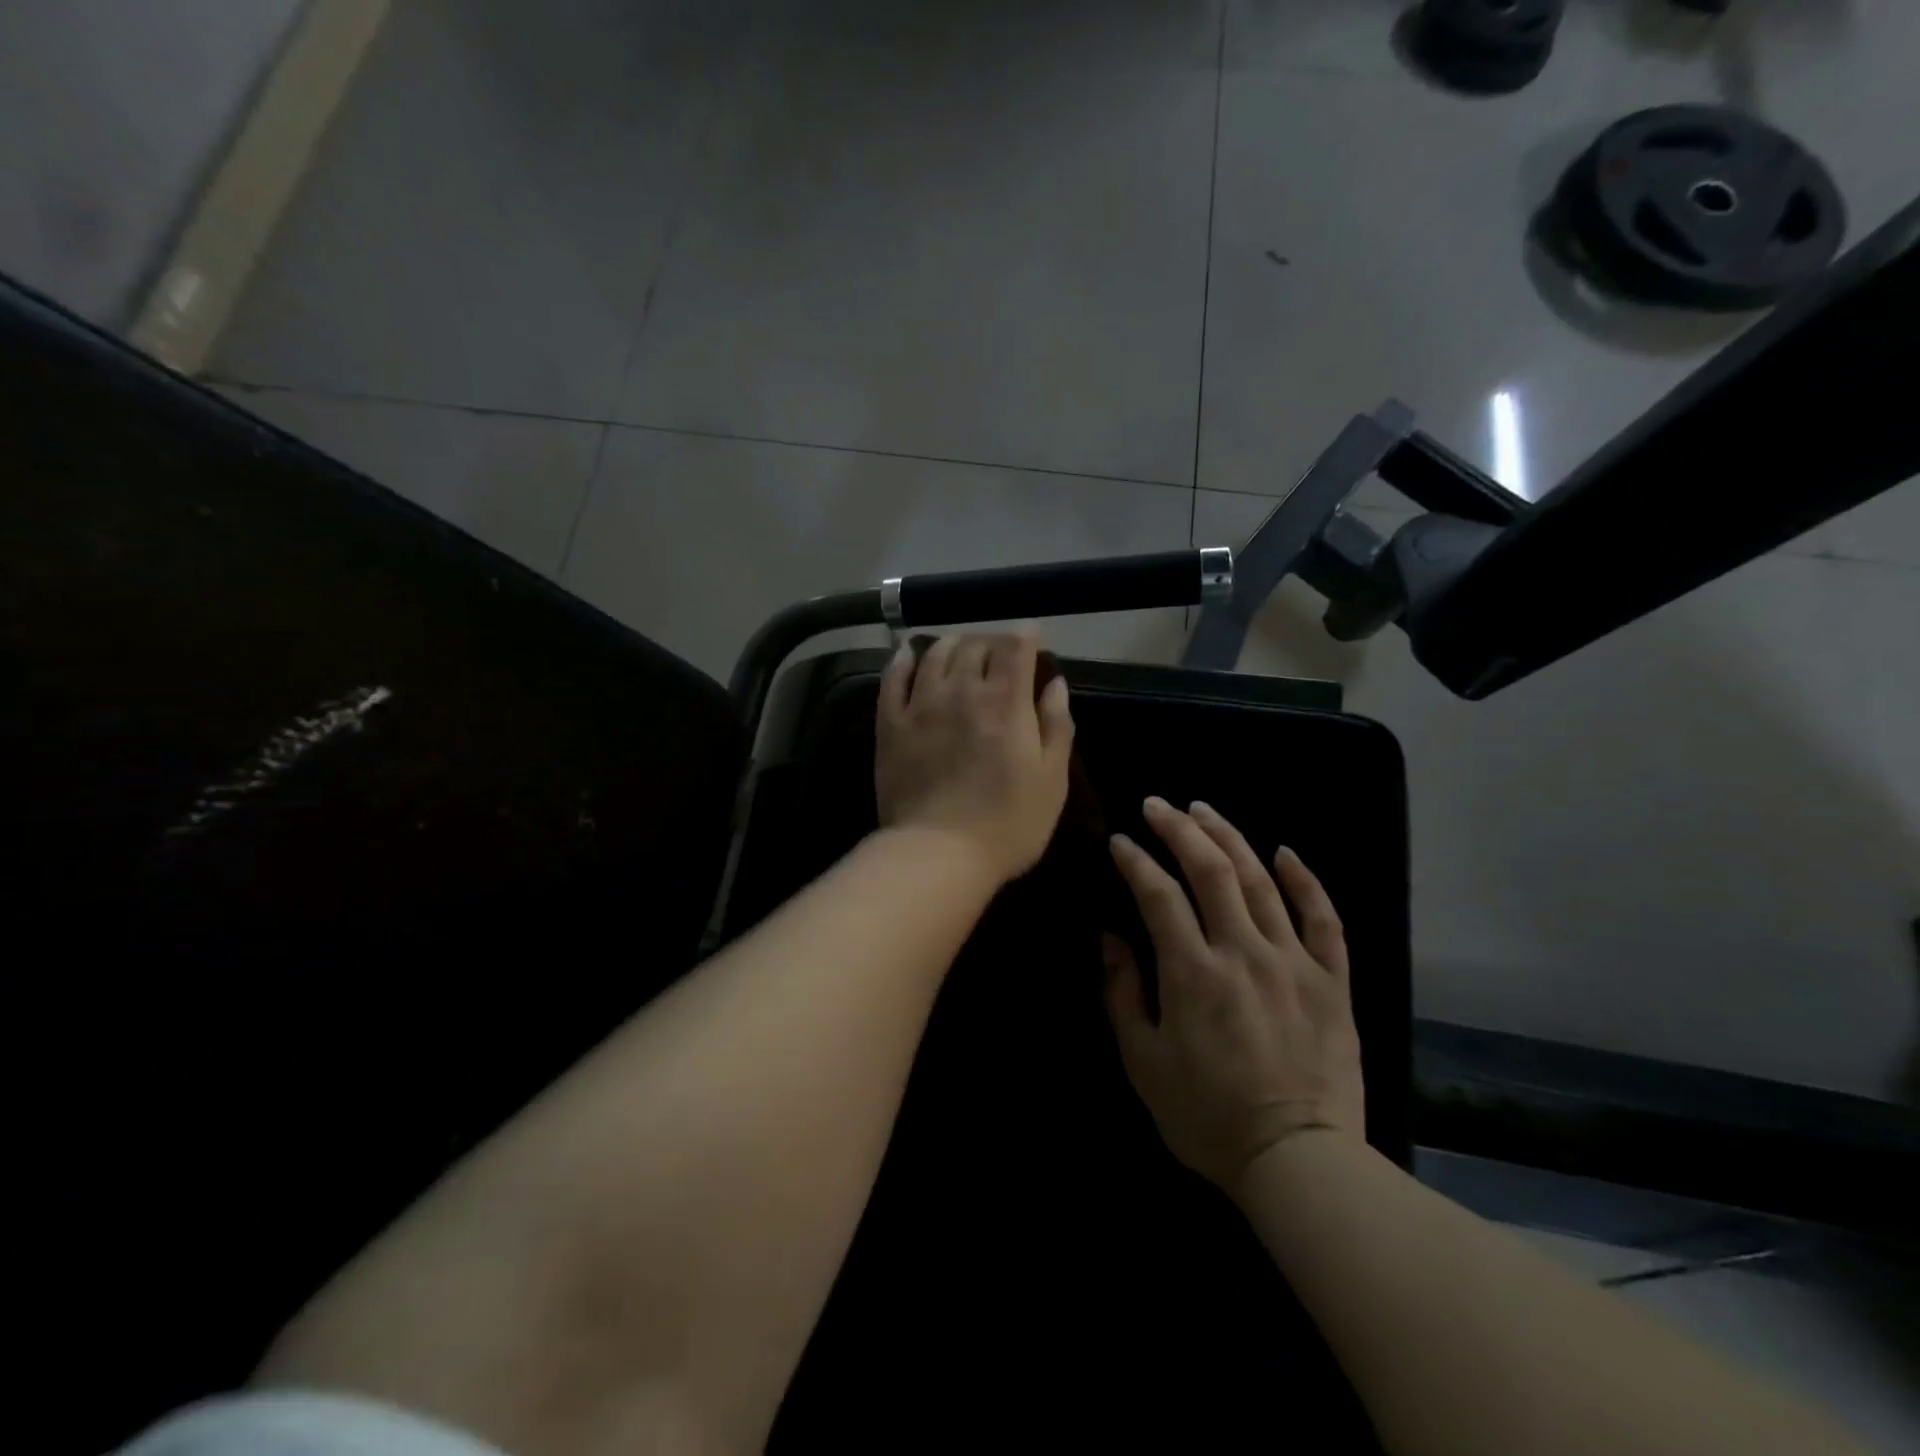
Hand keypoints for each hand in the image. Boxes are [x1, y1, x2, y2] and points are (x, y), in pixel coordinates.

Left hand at [875, 629, 1074, 885]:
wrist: (939, 854)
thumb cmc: (1008, 824)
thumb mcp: (1052, 780)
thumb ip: (1057, 726)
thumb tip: (1056, 684)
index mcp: (1006, 702)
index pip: (1015, 648)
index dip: (1025, 634)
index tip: (1031, 635)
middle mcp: (962, 691)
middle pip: (975, 645)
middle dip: (991, 641)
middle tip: (998, 652)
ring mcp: (921, 705)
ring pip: (935, 654)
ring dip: (952, 644)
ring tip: (960, 648)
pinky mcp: (891, 724)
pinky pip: (893, 678)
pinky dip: (902, 659)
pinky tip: (908, 654)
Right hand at [1103, 797, 1363, 1191]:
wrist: (1299, 1161)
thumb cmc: (1208, 1117)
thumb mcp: (1144, 1062)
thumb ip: (1123, 993)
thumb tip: (1110, 937)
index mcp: (1193, 972)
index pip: (1158, 894)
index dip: (1136, 861)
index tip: (1120, 841)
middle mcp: (1243, 952)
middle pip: (1211, 870)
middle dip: (1179, 829)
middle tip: (1158, 805)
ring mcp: (1293, 962)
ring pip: (1261, 881)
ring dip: (1229, 838)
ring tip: (1204, 810)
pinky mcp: (1332, 980)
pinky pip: (1324, 918)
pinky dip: (1305, 880)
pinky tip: (1285, 851)